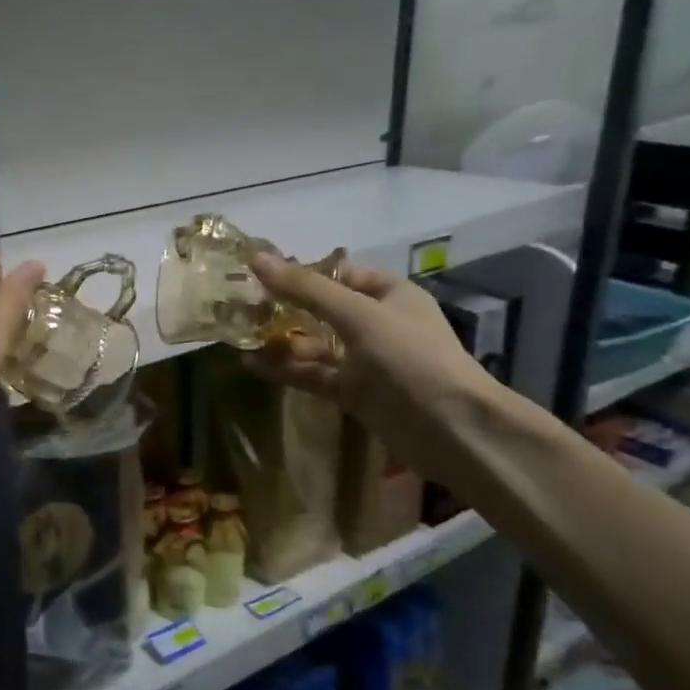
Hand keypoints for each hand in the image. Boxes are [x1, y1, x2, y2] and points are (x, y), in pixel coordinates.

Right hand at [246, 252, 499, 468]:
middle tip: (239, 306)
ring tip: (238, 336)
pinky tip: (252, 365)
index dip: (299, 273)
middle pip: (321, 309)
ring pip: (315, 344)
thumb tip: (255, 259)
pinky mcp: (355, 392)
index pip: (337, 273)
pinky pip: (314, 374)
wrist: (451, 430)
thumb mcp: (357, 315)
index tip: (257, 276)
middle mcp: (377, 323)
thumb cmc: (409, 359)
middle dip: (283, 308)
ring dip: (281, 341)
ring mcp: (366, 360)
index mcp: (388, 294)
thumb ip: (305, 289)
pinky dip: (287, 370)